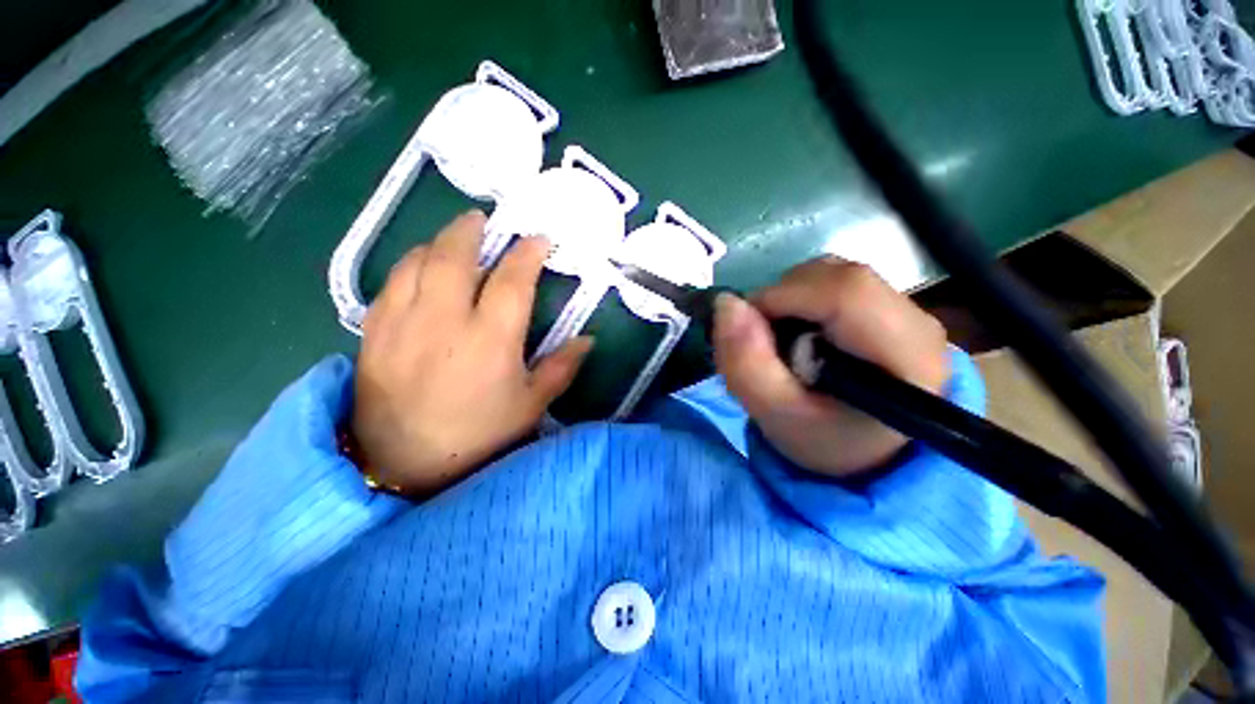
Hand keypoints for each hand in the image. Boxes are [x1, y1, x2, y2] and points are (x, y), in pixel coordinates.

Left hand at [352, 211, 591, 496]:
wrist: (403, 466)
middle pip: (455, 256)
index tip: (538, 239)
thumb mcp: (531, 406)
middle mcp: (444, 322)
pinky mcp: (373, 333)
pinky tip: (421, 268)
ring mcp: (402, 324)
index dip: (528, 254)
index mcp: (490, 341)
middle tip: (483, 220)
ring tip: (454, 239)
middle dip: (471, 230)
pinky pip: (391, 283)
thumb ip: (561, 368)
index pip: (512, 281)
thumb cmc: (478, 436)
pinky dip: (410, 265)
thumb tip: (587, 339)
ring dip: (439, 242)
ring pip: (417, 261)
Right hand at [713, 257, 949, 478]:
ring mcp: (906, 309)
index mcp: (905, 357)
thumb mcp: (775, 416)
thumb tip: (726, 303)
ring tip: (779, 341)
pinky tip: (797, 334)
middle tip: (761, 340)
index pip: (844, 292)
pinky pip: (832, 281)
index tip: (747, 327)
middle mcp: (917, 322)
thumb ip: (746, 365)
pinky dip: (799, 300)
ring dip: (788, 299)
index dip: (782, 297)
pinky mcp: (889, 305)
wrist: (864, 451)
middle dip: (781, 299)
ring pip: (831, 273)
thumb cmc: (823, 442)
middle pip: (836, 276)